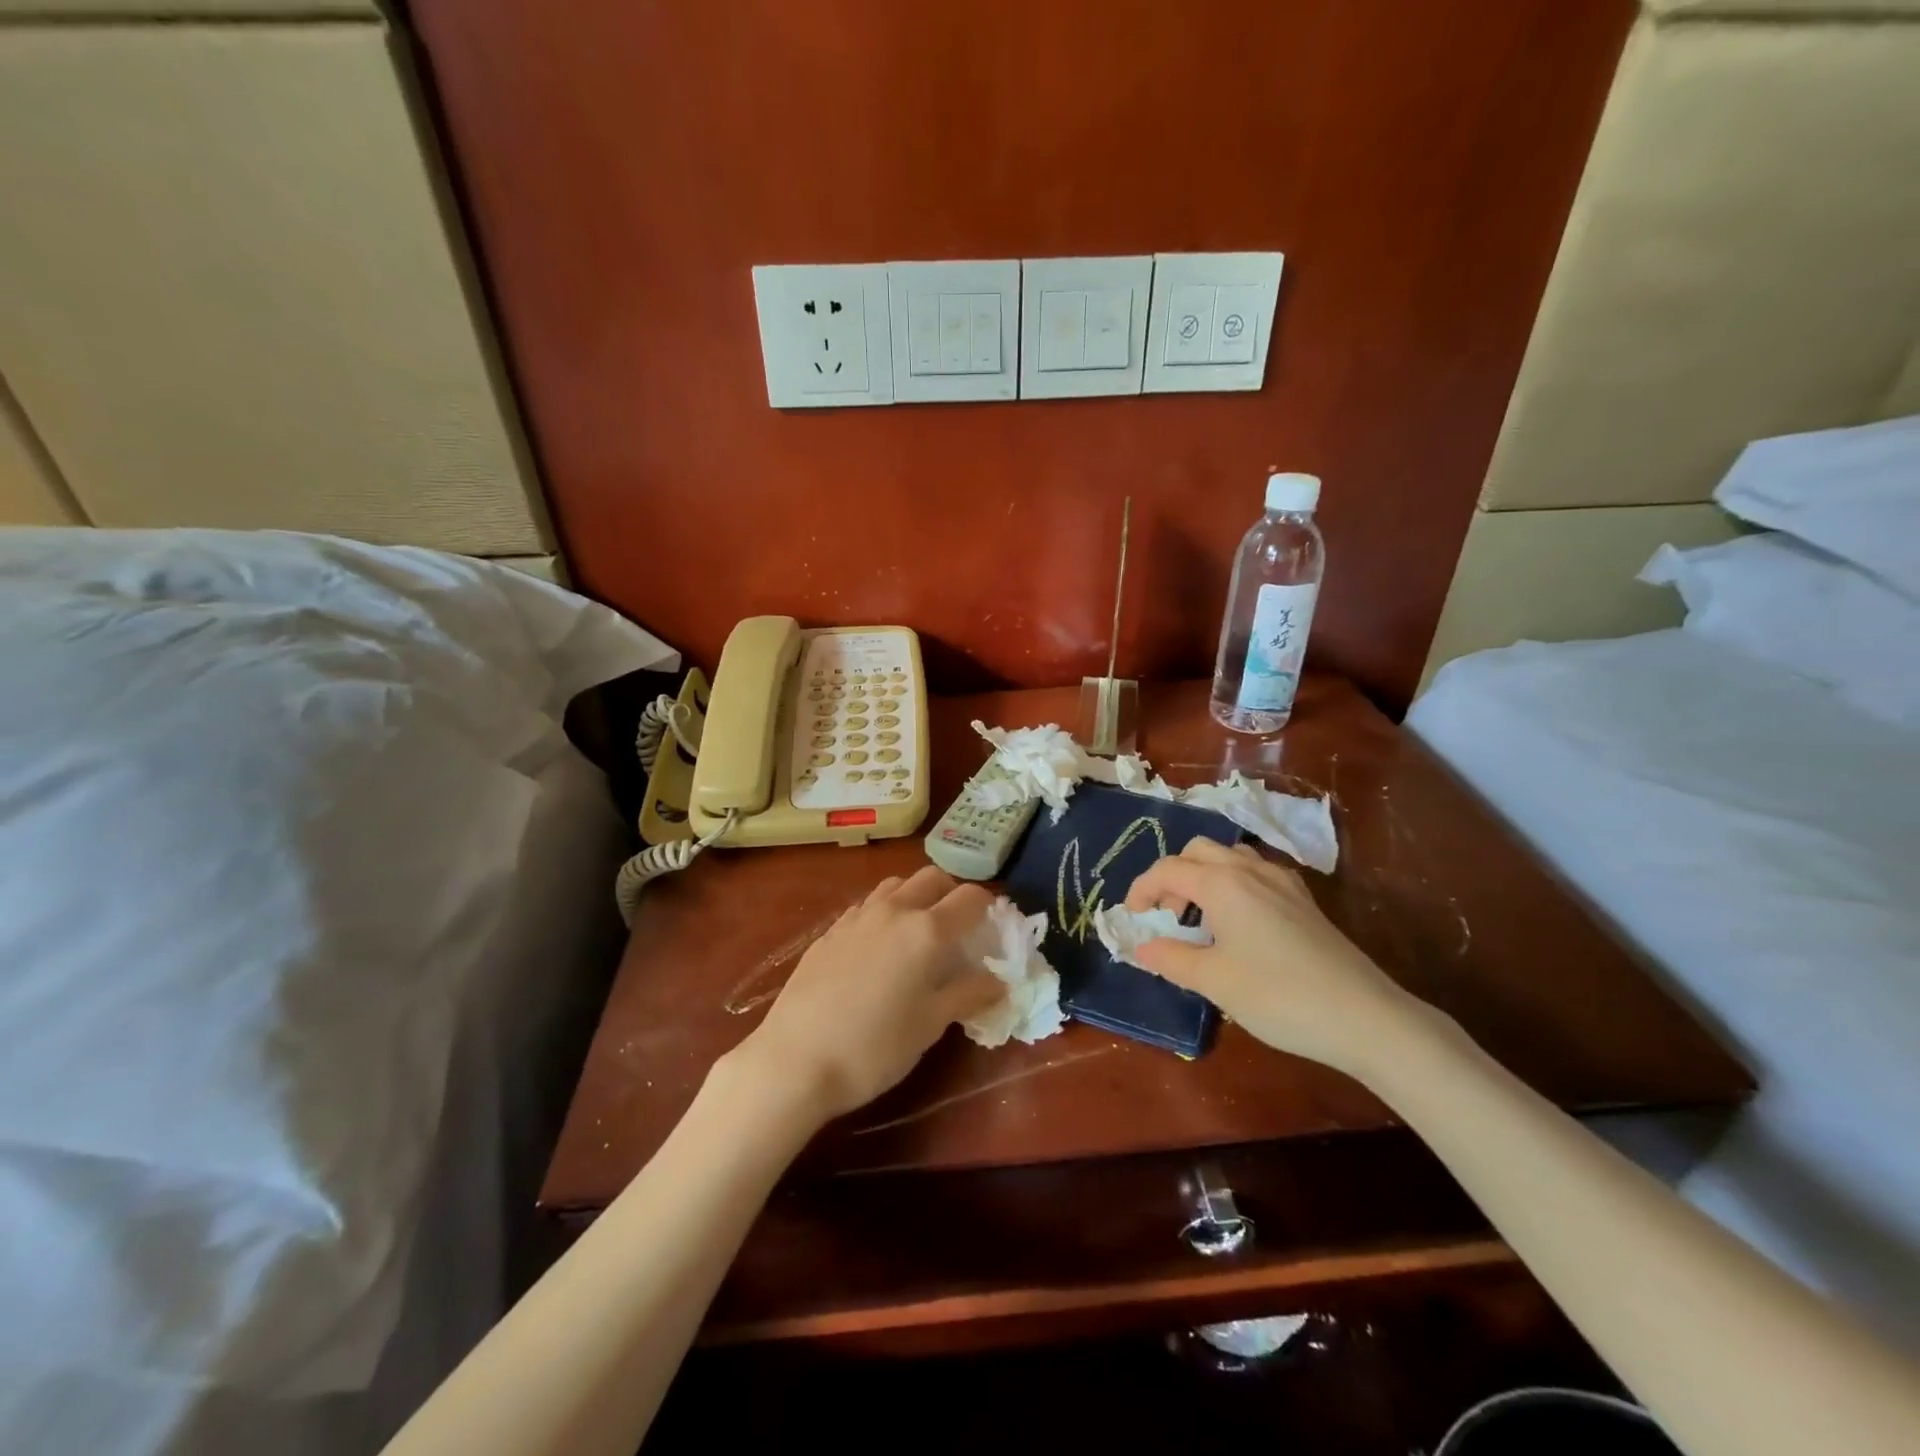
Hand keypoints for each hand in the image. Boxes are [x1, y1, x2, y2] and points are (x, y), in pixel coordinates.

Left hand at [730, 866, 1005, 1122]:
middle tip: (959, 928)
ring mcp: (857, 917)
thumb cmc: (874, 1047)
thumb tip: (998, 982)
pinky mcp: (830, 931)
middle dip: (952, 894)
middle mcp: (894, 911)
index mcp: (926, 931)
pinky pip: (867, 905)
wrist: (794, 1060)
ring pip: (896, 885)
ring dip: (916, 896)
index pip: (970, 898)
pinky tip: (879, 946)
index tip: (993, 928)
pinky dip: (884, 911)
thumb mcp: (929, 1025)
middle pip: (933, 879)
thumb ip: (967, 995)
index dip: (989, 907)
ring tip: (918, 931)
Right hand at [1125, 838, 1418, 1075]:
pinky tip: (1240, 925)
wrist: (1363, 1016)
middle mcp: (1250, 870)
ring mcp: (1282, 882)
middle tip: (1168, 917)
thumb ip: (1171, 959)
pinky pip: (1255, 874)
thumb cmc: (1278, 995)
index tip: (1132, 918)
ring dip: (1204, 877)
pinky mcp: (1303, 900)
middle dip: (1173, 877)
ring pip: (1229, 857)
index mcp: (1222, 883)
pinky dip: (1233, 885)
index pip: (1168, 869)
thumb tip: (1141, 948)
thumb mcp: (1214, 981)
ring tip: (1201, 919)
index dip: (1141, 889)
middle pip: (1198, 851)